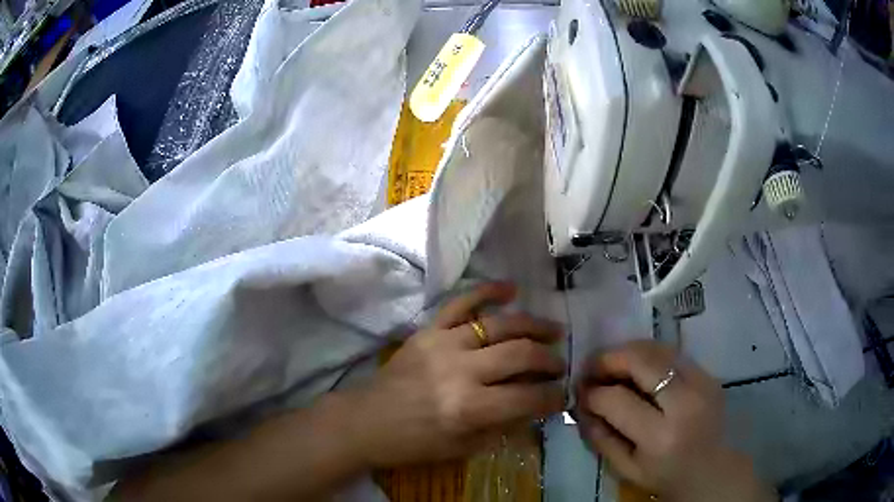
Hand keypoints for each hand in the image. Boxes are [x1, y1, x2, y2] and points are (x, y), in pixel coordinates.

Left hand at [345, 283, 564, 467]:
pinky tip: (511, 289)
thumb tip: (535, 406)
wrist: (366, 421)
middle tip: (560, 364)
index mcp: (469, 408)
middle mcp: (460, 371)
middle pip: (520, 355)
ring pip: (500, 325)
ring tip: (554, 330)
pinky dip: (487, 291)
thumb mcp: (464, 448)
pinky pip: (461, 302)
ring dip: (533, 325)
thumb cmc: (414, 443)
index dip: (553, 397)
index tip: (563, 394)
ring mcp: (443, 343)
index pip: (527, 397)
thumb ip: (504, 426)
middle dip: (549, 360)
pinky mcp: (428, 329)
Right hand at [575, 341, 775, 501]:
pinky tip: (637, 368)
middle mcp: (685, 403)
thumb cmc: (664, 476)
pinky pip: (672, 353)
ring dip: (628, 351)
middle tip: (591, 366)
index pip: (618, 400)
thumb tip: (581, 403)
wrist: (711, 469)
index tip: (580, 391)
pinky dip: (648, 355)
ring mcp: (702, 383)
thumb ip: (600, 436)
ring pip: (658, 349)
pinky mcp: (709, 374)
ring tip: (612, 364)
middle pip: (642, 361)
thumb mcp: (625, 468)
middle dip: (609, 358)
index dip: (592, 393)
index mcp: (660, 437)